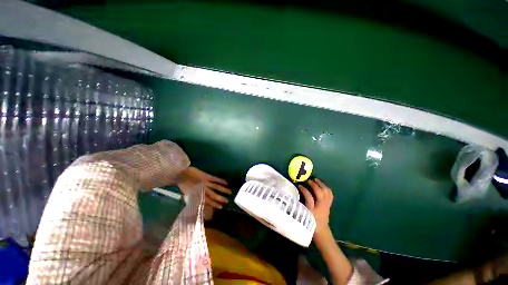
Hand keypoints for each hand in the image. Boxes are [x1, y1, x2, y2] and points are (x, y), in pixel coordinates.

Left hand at [177, 166, 231, 208]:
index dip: (214, 204)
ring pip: (216, 187)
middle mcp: (203, 190)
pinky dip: (221, 181)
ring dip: (223, 190)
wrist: (181, 174)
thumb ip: (195, 198)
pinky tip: (226, 182)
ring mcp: (206, 183)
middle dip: (220, 198)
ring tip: (230, 192)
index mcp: (198, 195)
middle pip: (213, 195)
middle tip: (227, 201)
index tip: (221, 207)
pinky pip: (215, 179)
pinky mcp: (207, 176)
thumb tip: (200, 202)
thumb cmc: (183, 185)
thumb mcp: (188, 194)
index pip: (208, 201)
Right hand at [298, 179, 333, 237]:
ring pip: (326, 192)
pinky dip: (326, 188)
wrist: (322, 232)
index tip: (299, 185)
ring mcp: (326, 205)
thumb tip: (295, 194)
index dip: (304, 190)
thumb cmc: (310, 223)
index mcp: (313, 210)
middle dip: (314, 185)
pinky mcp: (329, 204)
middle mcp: (321, 206)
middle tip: (308, 180)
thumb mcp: (303, 214)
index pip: (309, 197)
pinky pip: (330, 194)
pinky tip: (322, 185)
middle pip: (320, 193)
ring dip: (321, 184)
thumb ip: (300, 205)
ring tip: (316, 180)